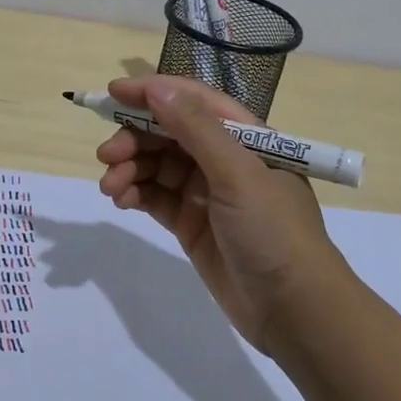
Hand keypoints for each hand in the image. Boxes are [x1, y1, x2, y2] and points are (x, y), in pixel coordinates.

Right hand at [95, 75, 344, 352]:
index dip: (153, 92)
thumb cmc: (273, 231)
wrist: (295, 312)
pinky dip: (135, 193)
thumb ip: (196, 128)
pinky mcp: (191, 223)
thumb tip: (156, 87)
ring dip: (129, 168)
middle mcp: (224, 159)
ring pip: (156, 165)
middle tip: (106, 155)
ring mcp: (206, 192)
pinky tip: (121, 200)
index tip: (113, 93)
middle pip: (168, 133)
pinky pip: (155, 196)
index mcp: (245, 138)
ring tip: (110, 187)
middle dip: (134, 138)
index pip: (193, 101)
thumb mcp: (237, 174)